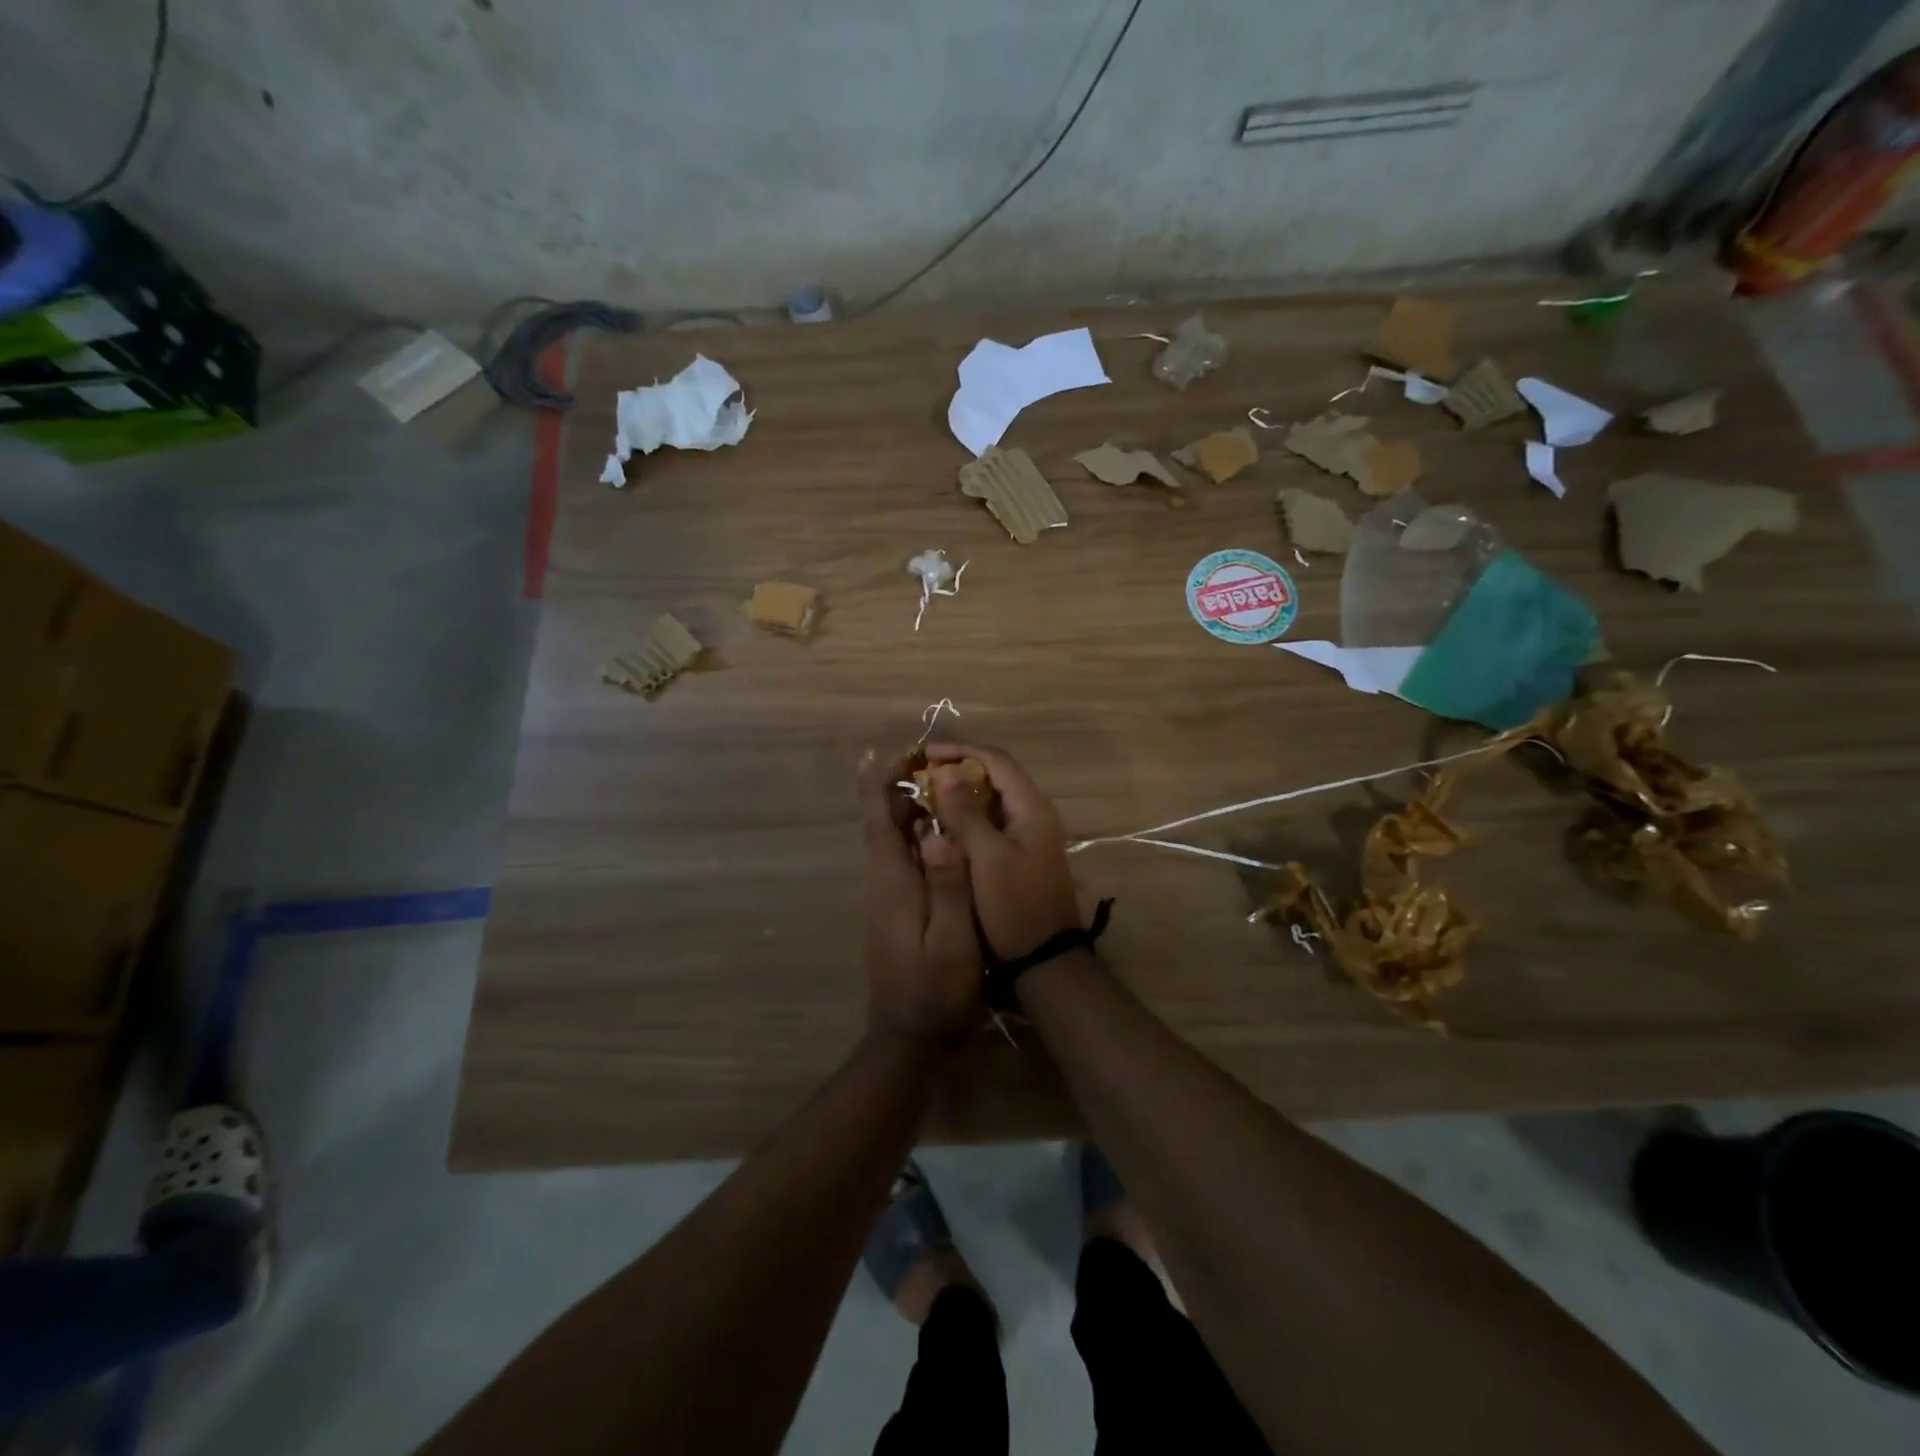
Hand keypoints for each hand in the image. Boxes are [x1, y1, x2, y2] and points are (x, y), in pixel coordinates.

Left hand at [858, 749, 984, 1043]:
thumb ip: (948, 888)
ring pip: (891, 840)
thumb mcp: (952, 942)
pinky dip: (912, 833)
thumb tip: (939, 833)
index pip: (878, 823)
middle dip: (893, 787)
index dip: (876, 786)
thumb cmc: (936, 990)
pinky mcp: (895, 909)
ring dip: (902, 806)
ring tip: (929, 778)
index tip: (877, 752)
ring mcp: (887, 897)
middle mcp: (883, 882)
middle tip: (918, 753)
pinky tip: (935, 827)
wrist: (910, 1036)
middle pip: (882, 824)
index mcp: (894, 883)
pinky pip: (900, 857)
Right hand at [923, 743, 1081, 959]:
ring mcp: (1028, 836)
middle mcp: (1033, 814)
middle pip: (995, 776)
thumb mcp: (986, 858)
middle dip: (957, 768)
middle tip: (921, 772)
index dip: (961, 750)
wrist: (1043, 960)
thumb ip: (965, 813)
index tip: (924, 753)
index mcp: (1031, 808)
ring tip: (925, 793)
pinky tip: (941, 824)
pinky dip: (966, 816)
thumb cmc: (1014, 906)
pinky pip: (990, 822)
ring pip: (991, 800)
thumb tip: (944, 771)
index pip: (996, 760)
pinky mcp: (1019, 855)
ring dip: (960, 792)